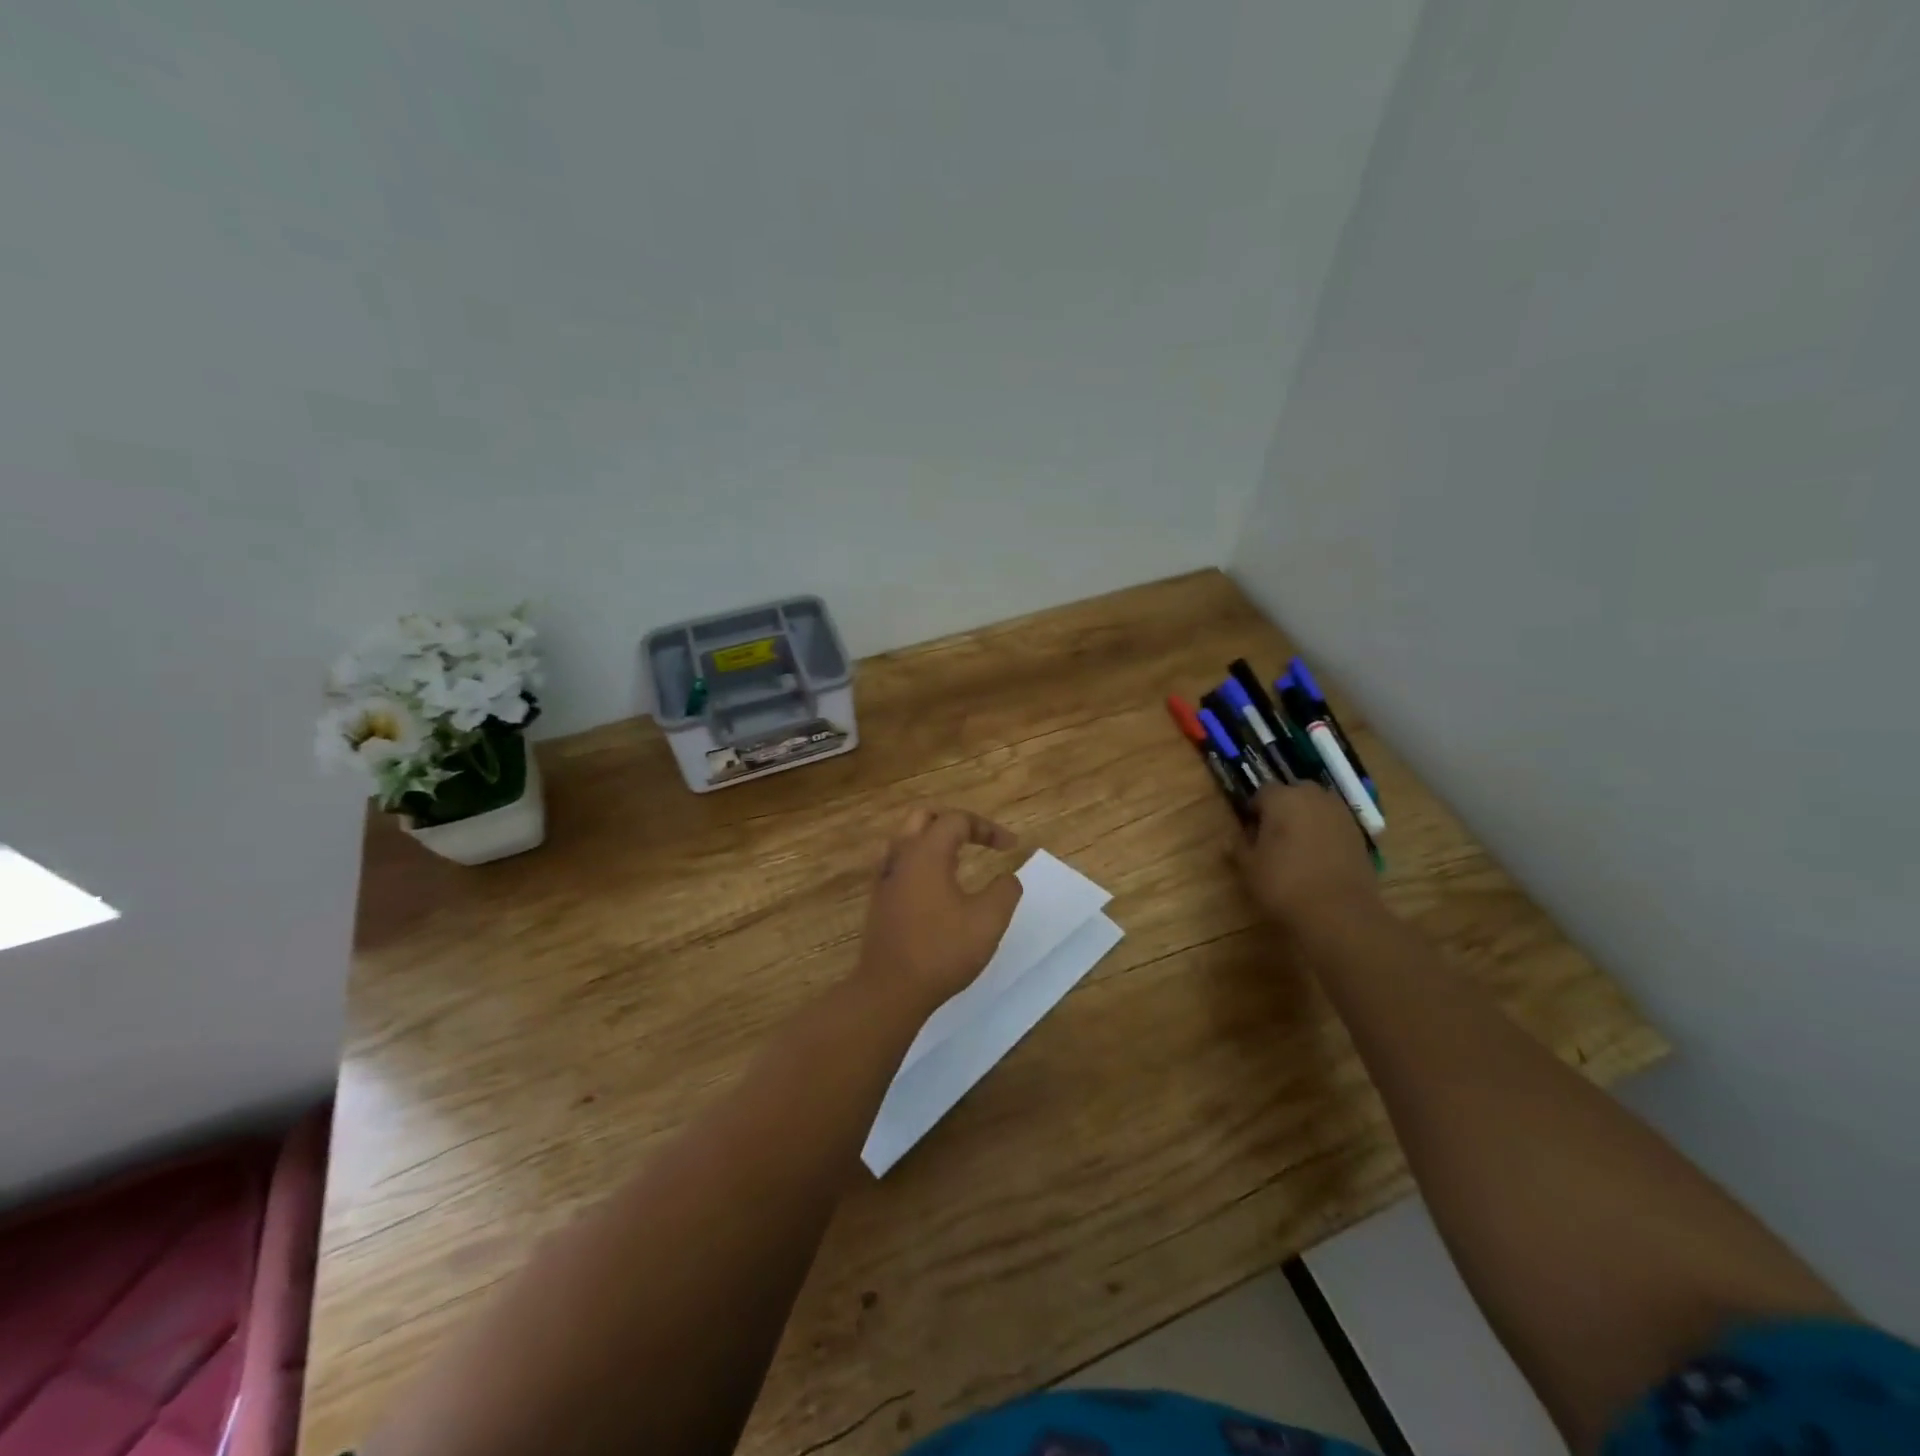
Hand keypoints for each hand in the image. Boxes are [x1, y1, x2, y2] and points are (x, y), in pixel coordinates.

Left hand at [858, 808, 1023, 1007]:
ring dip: (933, 841)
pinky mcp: (878, 900)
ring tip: (957, 859)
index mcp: (926, 853)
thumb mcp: (988, 920)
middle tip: (977, 839)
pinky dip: (920, 861)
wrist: (890, 990)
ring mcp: (884, 879)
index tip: (1010, 847)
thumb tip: (1008, 878)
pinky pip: (898, 864)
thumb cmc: (942, 951)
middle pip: (923, 817)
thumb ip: (1005, 891)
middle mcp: (900, 857)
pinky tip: (935, 886)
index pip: (956, 820)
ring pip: (906, 839)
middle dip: (954, 822)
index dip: (987, 828)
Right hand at [1233, 782, 1381, 935]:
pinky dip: (1326, 835)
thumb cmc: (1284, 884)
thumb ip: (1239, 847)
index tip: (1250, 832)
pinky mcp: (1361, 835)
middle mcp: (1314, 797)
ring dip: (1307, 819)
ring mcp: (1341, 815)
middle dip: (1284, 809)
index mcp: (1282, 798)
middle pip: (1294, 793)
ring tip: (1297, 848)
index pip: (1262, 792)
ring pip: (1318, 808)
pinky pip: (1335, 826)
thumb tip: (1233, 838)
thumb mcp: (1249, 867)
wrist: (1340, 913)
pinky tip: (1319, 859)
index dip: (1254, 810)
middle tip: (1273, 836)